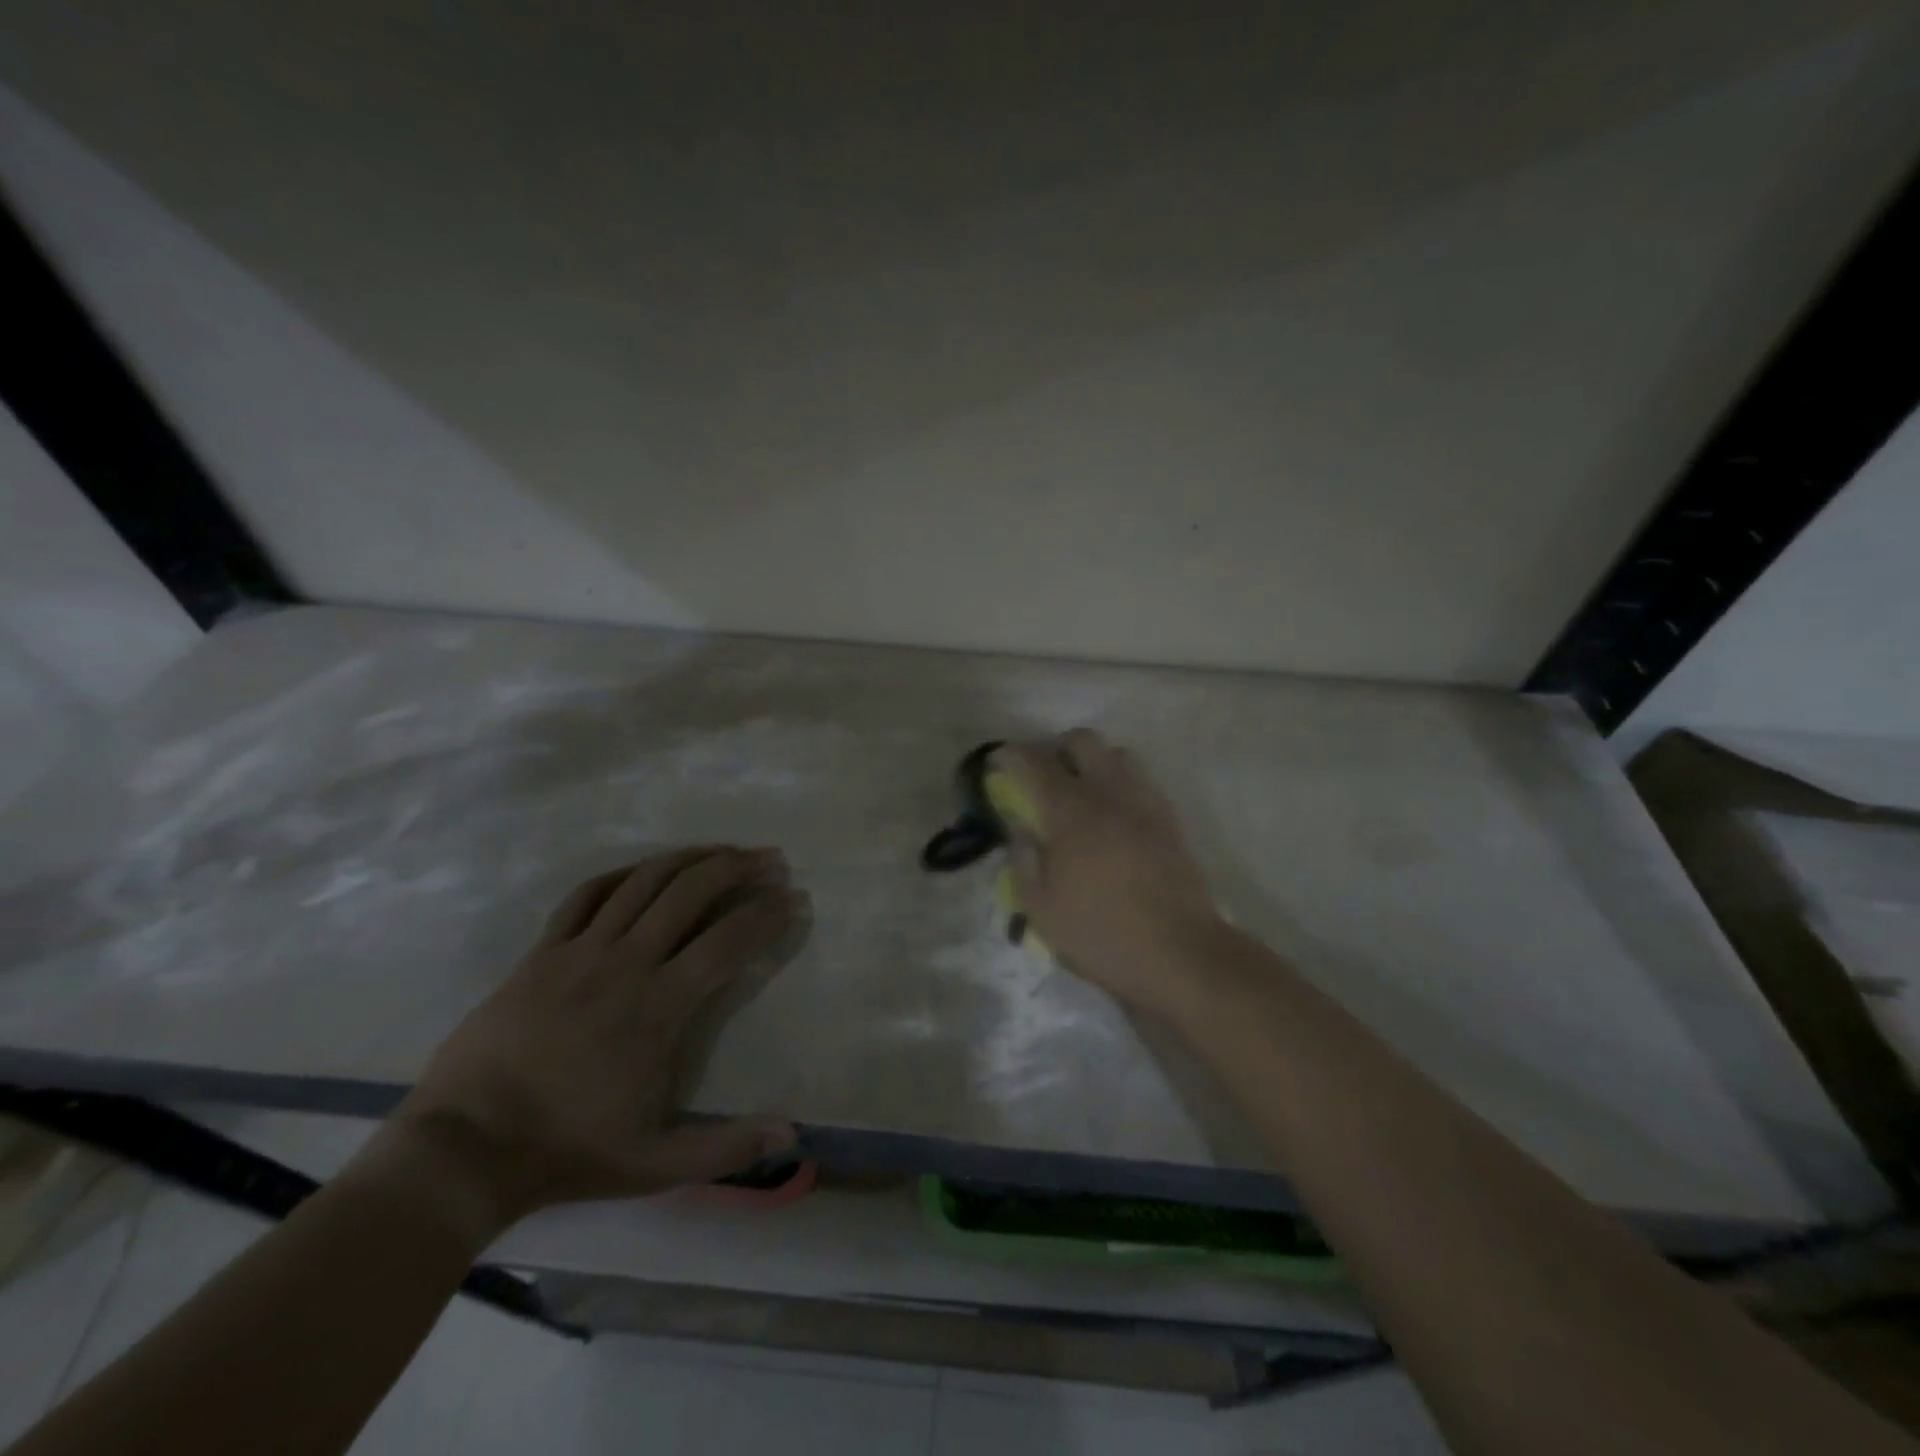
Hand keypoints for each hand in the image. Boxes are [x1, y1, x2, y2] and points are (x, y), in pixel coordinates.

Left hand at [387, 847, 808, 1231]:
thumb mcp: (654, 1164)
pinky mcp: (542, 951)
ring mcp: (579, 951)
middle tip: (770, 859)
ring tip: (723, 850)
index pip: (727, 941)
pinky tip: (646, 869)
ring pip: (644, 881)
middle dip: (737, 868)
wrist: (462, 1150)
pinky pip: (587, 895)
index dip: (766, 915)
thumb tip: (791, 1135)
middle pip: (690, 892)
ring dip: (691, 858)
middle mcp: (625, 964)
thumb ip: (726, 1149)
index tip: (793, 899)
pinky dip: (624, 873)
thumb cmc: (566, 1151)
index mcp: (657, 1007)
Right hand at [992, 730, 1225, 1019]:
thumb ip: (1023, 859)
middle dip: (1056, 747)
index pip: (1035, 764)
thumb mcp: (1041, 908)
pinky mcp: (1170, 819)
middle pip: (1083, 741)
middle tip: (1043, 773)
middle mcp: (1109, 794)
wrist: (1179, 953)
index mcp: (1071, 813)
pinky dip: (1121, 782)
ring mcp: (1144, 803)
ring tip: (1082, 790)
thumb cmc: (1101, 934)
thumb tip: (1019, 828)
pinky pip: (1141, 780)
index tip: (999, 760)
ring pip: (1118, 754)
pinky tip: (1113, 812)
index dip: (1012, 756)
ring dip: (1094, 760)